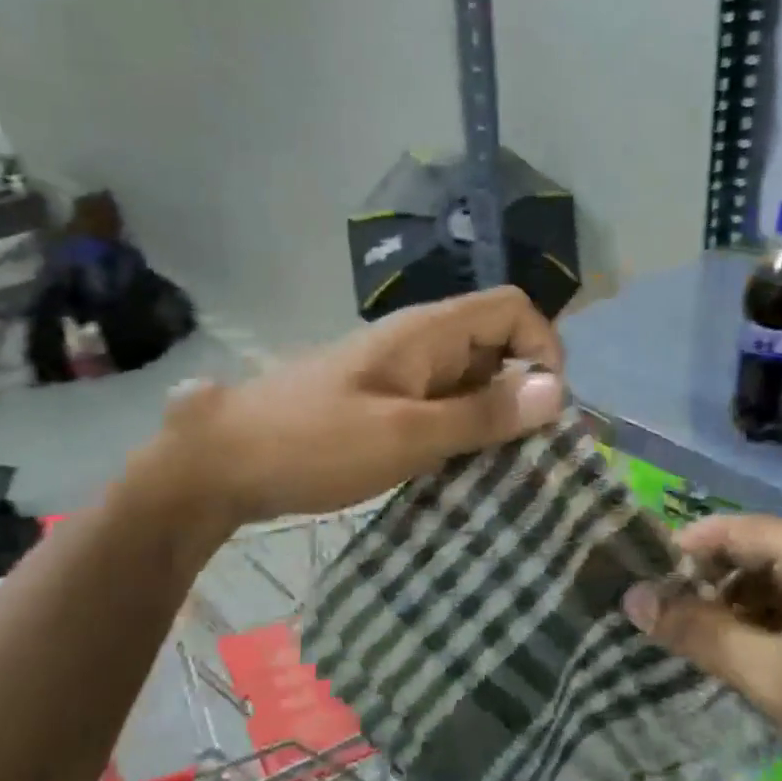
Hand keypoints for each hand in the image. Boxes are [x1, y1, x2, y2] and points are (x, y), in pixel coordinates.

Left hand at [139, 286, 565, 526]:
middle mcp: (421, 344)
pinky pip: (443, 407)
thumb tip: (557, 391)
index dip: (542, 348)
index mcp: (428, 333)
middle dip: (523, 391)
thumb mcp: (405, 435)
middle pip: (497, 345)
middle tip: (529, 453)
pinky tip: (462, 472)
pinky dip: (463, 433)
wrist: (224, 461)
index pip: (512, 308)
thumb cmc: (313, 443)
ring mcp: (401, 375)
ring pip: (471, 381)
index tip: (544, 410)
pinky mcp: (385, 404)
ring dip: (494, 418)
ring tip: (503, 470)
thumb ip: (481, 414)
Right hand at [622, 516, 781, 780]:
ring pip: (761, 589)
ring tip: (678, 641)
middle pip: (747, 557)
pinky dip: (749, 632)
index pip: (732, 530)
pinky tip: (722, 660)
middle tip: (652, 618)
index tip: (635, 579)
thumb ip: (698, 632)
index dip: (681, 551)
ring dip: (722, 612)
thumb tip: (630, 597)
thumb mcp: (771, 676)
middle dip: (700, 586)